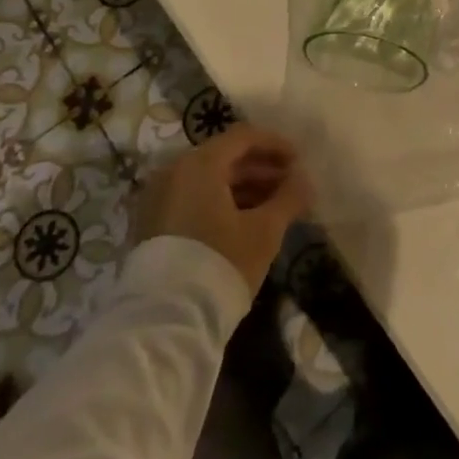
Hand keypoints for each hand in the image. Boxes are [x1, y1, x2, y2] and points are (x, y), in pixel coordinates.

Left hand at [136, 125, 312, 292]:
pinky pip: (193, 198)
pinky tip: (245, 222)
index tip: (299, 161)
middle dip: (261, 168)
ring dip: (243, 187)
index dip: (275, 144)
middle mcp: (174, 172)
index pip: (243, 137)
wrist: (167, 321)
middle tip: (290, 184)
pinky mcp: (153, 225)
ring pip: (208, 180)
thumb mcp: (264, 230)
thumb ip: (289, 198)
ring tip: (274, 205)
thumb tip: (305, 180)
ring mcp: (159, 199)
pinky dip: (221, 202)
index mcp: (200, 164)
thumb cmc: (221, 263)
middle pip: (224, 157)